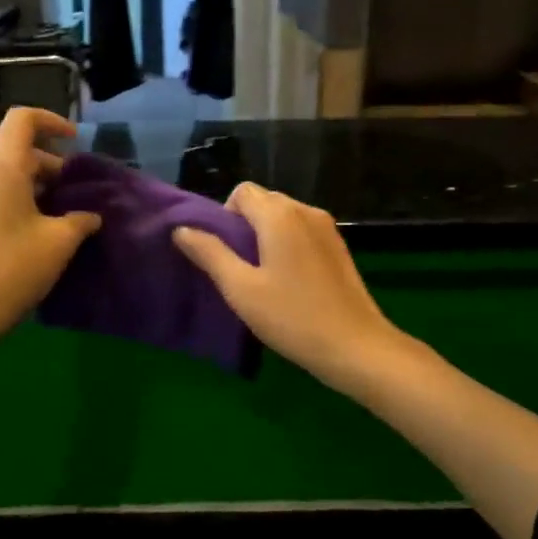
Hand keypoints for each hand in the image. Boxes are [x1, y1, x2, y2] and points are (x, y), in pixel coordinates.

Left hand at [0, 107, 101, 346]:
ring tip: (60, 212)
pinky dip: (17, 197)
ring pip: (5, 172)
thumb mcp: (59, 242)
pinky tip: (35, 228)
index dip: (51, 121)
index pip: (23, 120)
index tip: (74, 140)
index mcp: (1, 167)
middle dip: (50, 163)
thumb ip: (80, 220)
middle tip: (75, 191)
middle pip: (16, 149)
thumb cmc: (13, 268)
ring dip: (35, 183)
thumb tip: (91, 216)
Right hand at [172, 183, 403, 394]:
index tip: (223, 253)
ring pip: (284, 216)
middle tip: (238, 268)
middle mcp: (305, 210)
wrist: (356, 346)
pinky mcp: (338, 246)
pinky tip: (288, 281)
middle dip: (244, 225)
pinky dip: (287, 244)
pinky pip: (302, 231)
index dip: (224, 216)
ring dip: (266, 236)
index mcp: (279, 215)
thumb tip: (182, 229)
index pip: (241, 192)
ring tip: (262, 277)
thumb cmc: (292, 317)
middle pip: (263, 201)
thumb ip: (209, 253)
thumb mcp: (241, 289)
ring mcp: (327, 227)